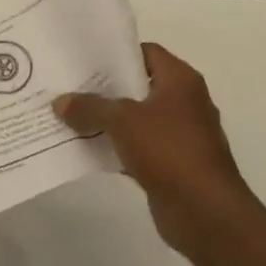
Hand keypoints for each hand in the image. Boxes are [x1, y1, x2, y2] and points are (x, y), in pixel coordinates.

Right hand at [54, 43, 259, 259]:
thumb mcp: (122, 121)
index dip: (116, 53)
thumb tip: (60, 101)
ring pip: (136, 118)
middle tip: (69, 85)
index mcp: (180, 80)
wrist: (205, 212)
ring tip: (70, 114)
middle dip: (105, 87)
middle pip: (139, 85)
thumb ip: (90, 107)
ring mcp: (180, 134)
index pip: (146, 52)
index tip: (84, 58)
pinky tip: (87, 148)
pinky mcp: (173, 164)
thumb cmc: (169, 150)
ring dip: (108, 119)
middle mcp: (184, 101)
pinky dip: (116, 147)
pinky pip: (138, 146)